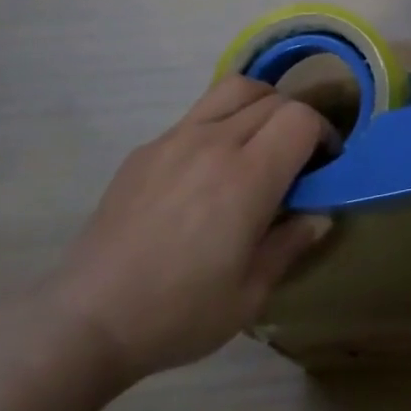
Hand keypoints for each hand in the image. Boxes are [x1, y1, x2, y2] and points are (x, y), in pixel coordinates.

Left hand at [36, 77, 332, 389]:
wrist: (88, 320)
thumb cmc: (178, 313)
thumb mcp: (250, 294)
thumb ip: (291, 244)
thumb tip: (319, 215)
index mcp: (247, 177)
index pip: (301, 118)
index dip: (323, 134)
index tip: (323, 164)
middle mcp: (214, 143)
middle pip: (273, 98)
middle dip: (296, 120)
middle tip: (295, 159)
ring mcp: (174, 139)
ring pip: (234, 89)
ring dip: (261, 105)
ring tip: (259, 142)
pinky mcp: (146, 149)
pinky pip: (197, 114)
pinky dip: (220, 123)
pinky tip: (209, 169)